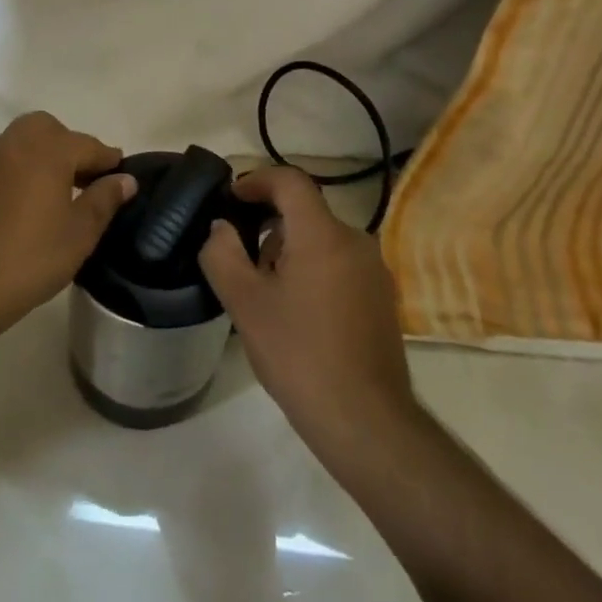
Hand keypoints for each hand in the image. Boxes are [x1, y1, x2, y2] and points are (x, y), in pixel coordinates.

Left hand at [0, 111, 135, 340]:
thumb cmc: (31, 257)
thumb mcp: (80, 232)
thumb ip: (105, 199)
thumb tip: (125, 179)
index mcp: (49, 149)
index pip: (89, 145)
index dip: (108, 161)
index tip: (121, 176)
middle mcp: (17, 142)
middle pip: (51, 129)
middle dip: (71, 146)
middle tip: (85, 179)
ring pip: (24, 140)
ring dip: (44, 155)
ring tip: (58, 191)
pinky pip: (5, 160)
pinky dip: (22, 169)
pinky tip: (28, 202)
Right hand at [199, 167, 414, 451]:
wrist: (366, 422)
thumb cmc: (299, 356)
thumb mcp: (245, 304)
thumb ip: (222, 255)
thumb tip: (220, 227)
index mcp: (322, 233)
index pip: (290, 180)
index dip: (257, 180)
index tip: (232, 198)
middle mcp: (354, 240)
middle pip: (305, 210)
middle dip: (268, 224)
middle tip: (240, 257)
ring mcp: (373, 270)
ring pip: (322, 239)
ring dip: (290, 249)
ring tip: (265, 291)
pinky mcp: (381, 297)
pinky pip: (339, 263)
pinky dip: (313, 269)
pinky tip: (297, 312)